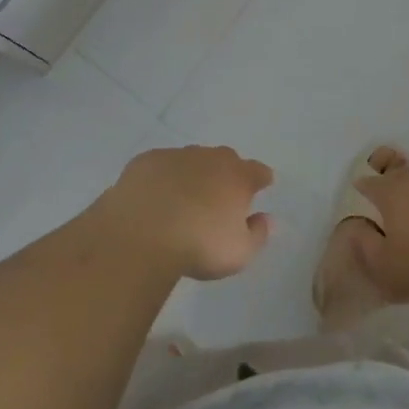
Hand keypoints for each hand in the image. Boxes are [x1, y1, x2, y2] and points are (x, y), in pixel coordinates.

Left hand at [96, 146, 274, 280]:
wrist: (142, 233)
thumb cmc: (199, 245)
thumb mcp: (239, 253)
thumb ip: (258, 234)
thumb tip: (266, 219)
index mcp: (237, 176)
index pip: (258, 171)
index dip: (261, 178)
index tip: (261, 185)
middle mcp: (210, 158)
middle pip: (225, 159)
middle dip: (226, 174)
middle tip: (220, 197)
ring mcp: (176, 155)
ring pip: (191, 160)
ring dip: (193, 174)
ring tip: (184, 199)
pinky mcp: (147, 161)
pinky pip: (161, 166)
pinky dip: (163, 178)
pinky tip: (155, 198)